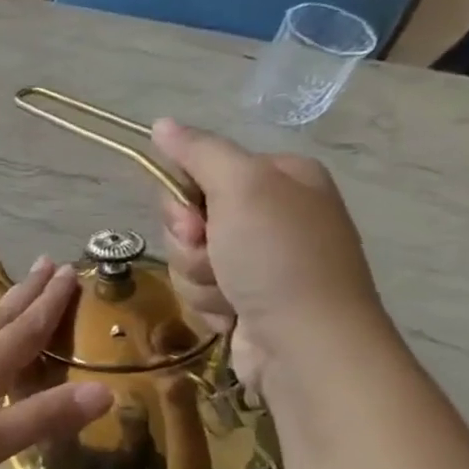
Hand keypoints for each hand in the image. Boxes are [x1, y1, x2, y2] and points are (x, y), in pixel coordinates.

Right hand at [152, 118, 386, 393]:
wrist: (306, 345)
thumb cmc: (278, 258)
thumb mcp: (241, 189)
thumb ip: (199, 152)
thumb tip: (161, 123)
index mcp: (281, 178)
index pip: (200, 170)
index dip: (182, 198)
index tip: (192, 219)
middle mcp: (273, 214)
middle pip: (189, 217)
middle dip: (189, 244)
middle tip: (214, 256)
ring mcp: (261, 259)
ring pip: (189, 257)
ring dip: (197, 277)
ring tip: (229, 293)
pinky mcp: (248, 297)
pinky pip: (200, 289)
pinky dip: (209, 303)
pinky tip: (233, 314)